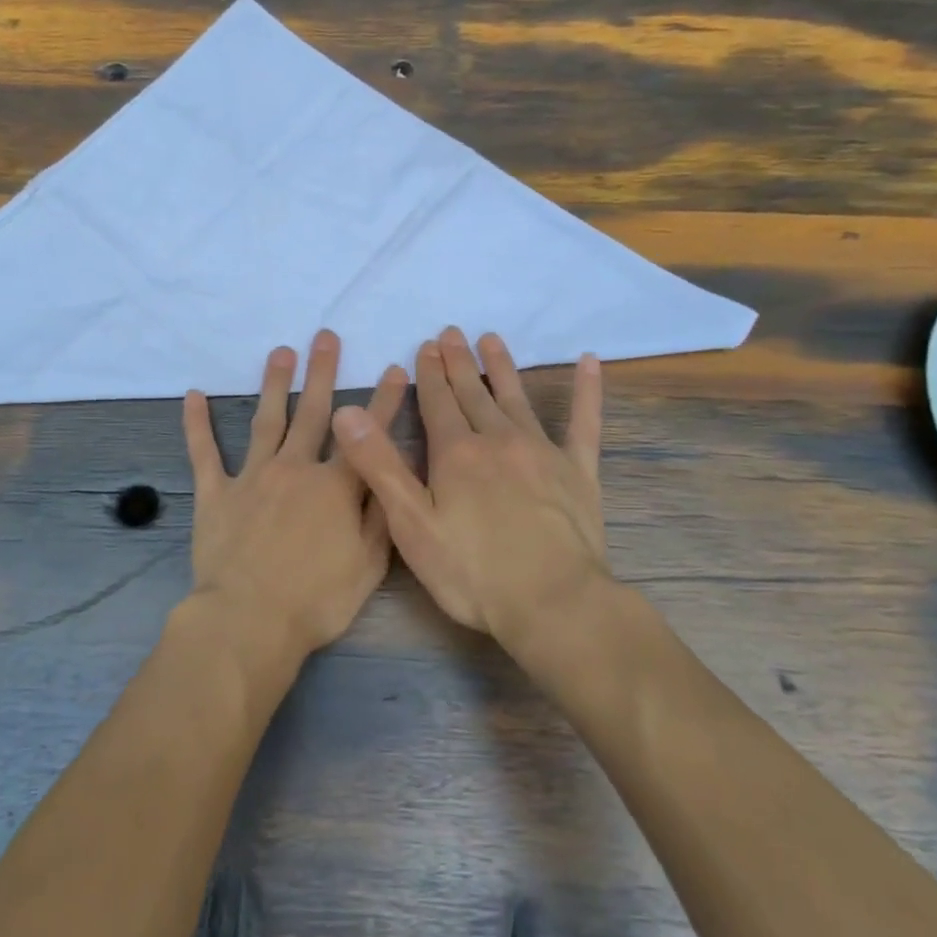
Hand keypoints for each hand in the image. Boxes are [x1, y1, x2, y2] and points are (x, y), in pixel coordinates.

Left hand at [183, 330, 408, 658]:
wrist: (249, 620)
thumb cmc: (317, 599)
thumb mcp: (369, 564)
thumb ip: (381, 512)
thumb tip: (390, 471)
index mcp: (335, 486)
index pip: (365, 434)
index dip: (383, 401)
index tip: (393, 369)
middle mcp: (295, 469)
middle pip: (312, 412)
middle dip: (322, 372)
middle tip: (325, 336)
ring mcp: (252, 477)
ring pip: (266, 420)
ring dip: (274, 384)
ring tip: (281, 352)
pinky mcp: (215, 493)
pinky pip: (204, 453)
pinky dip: (197, 424)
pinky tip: (193, 395)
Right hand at [330, 327, 607, 642]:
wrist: (554, 603)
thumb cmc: (472, 572)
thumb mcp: (411, 524)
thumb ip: (379, 465)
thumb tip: (346, 412)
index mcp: (456, 453)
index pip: (436, 401)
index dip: (428, 373)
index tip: (425, 346)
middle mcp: (498, 440)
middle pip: (473, 393)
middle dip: (458, 362)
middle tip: (451, 333)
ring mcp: (542, 452)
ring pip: (516, 398)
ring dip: (501, 367)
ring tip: (492, 339)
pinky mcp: (578, 471)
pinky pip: (584, 422)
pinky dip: (587, 391)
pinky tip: (589, 363)